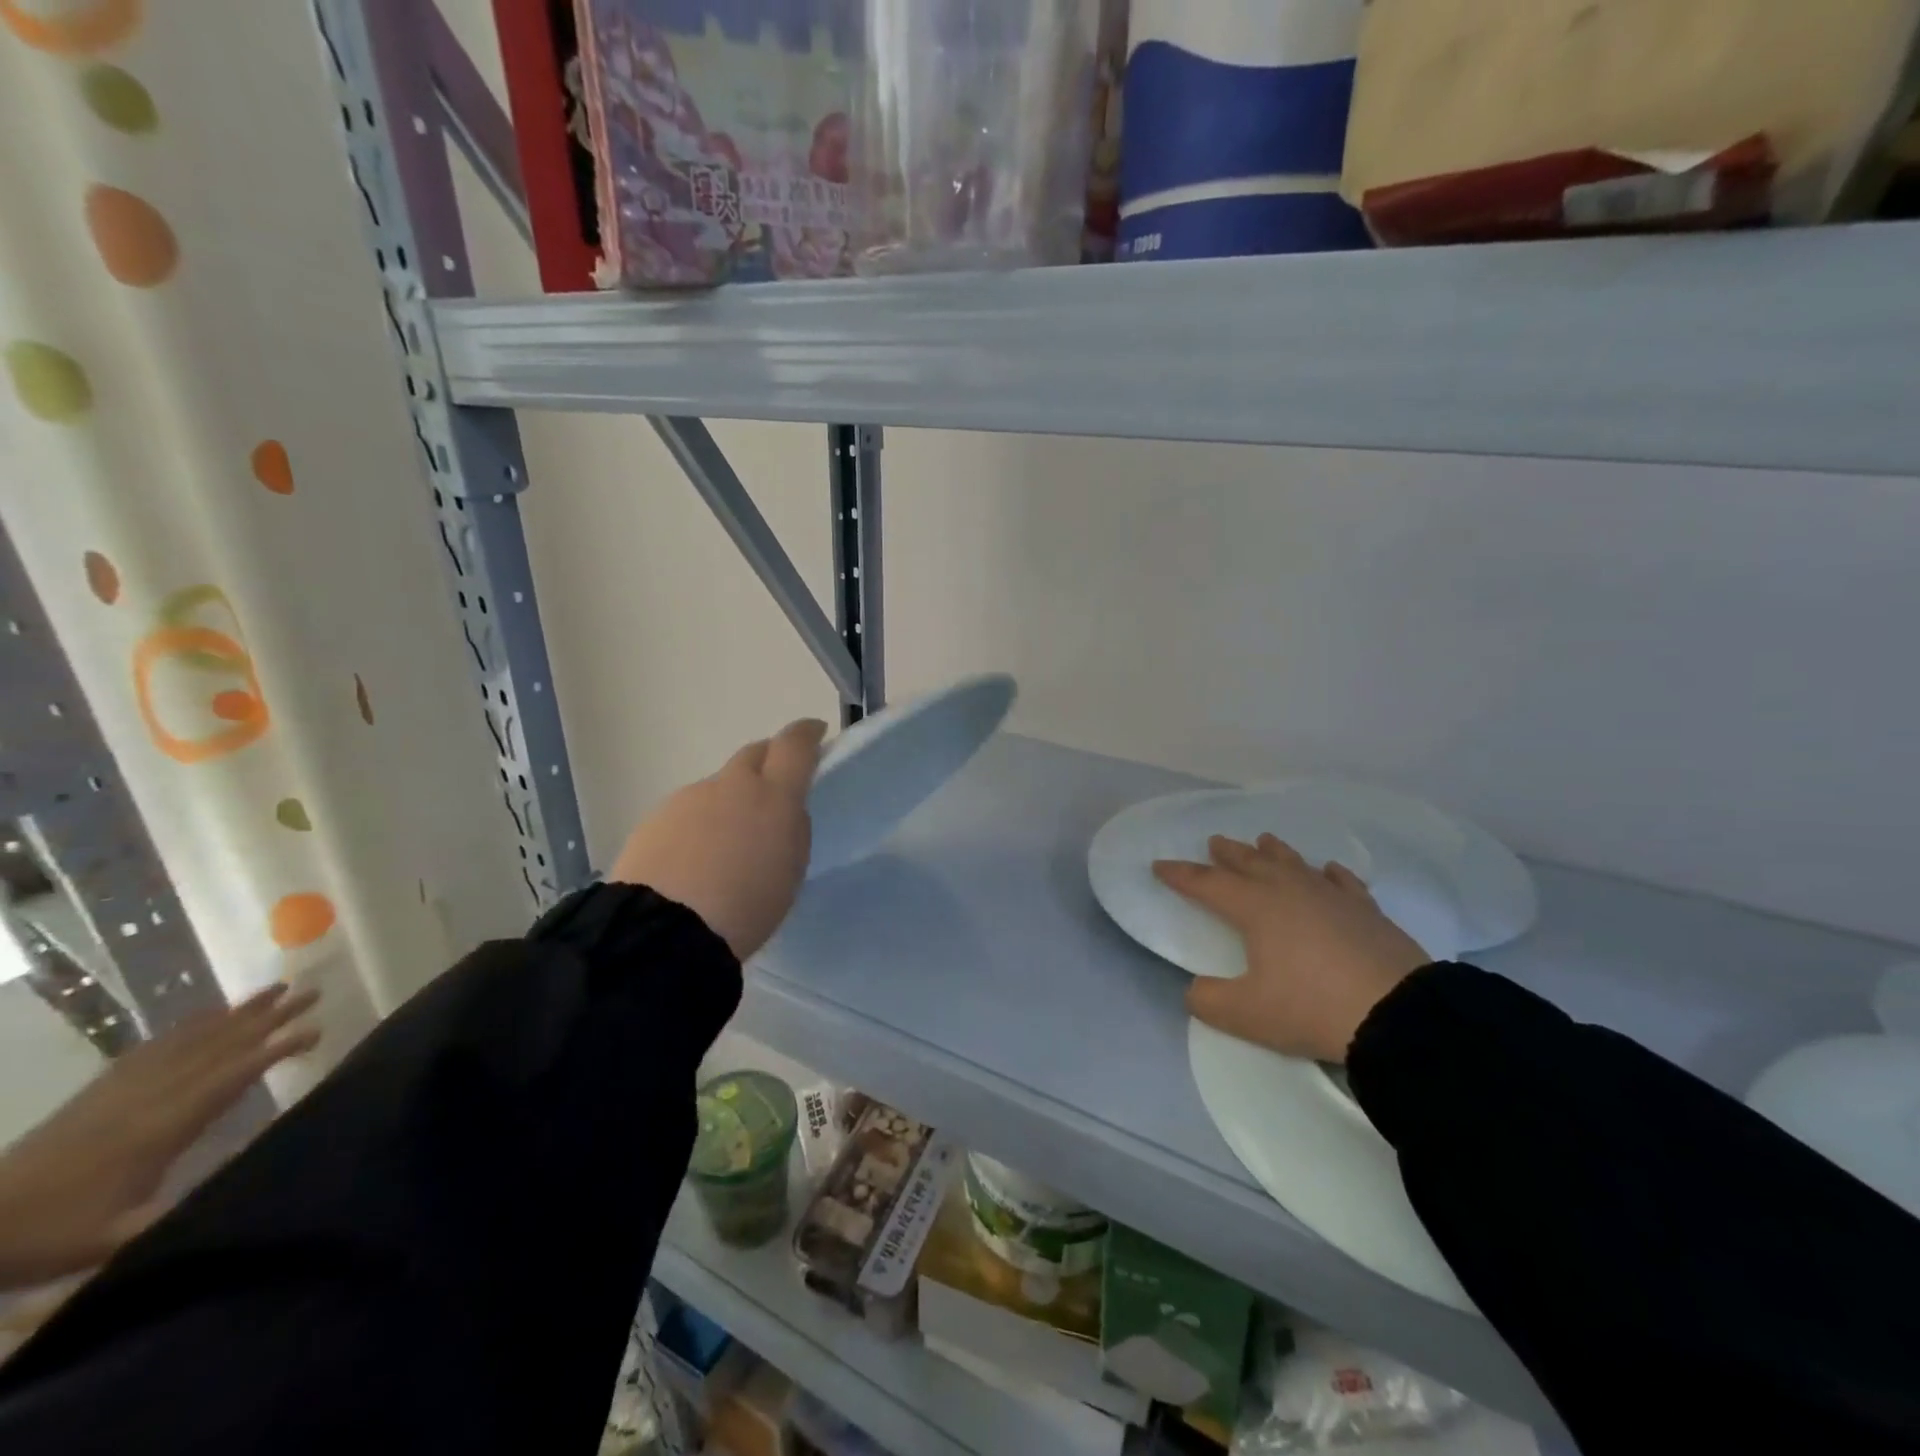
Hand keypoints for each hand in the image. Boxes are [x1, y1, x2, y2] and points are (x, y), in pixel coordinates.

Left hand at [0, 982, 319, 1290]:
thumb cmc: (52, 1233)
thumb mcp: (115, 1238)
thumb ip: (180, 1212)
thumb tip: (249, 1185)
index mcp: (163, 1125)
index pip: (232, 1075)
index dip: (275, 1049)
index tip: (316, 1029)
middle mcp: (151, 1095)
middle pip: (220, 1045)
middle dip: (269, 1016)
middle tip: (312, 991)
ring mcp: (124, 1088)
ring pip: (192, 1039)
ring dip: (237, 1012)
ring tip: (276, 988)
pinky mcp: (101, 1089)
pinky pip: (154, 1047)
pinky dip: (188, 1026)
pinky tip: (207, 1014)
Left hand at [610, 718, 827, 959]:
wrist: (664, 930)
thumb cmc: (746, 906)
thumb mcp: (791, 872)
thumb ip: (793, 831)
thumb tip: (783, 813)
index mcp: (773, 795)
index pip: (795, 745)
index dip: (807, 734)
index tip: (815, 732)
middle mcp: (731, 785)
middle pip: (753, 755)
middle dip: (768, 762)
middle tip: (774, 789)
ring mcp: (689, 798)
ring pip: (719, 787)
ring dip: (730, 801)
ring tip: (728, 844)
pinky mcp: (655, 819)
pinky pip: (689, 811)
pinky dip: (700, 824)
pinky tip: (695, 860)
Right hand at [1154, 835, 1429, 1063]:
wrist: (1397, 1013)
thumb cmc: (1311, 1007)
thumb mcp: (1246, 1014)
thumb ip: (1209, 1001)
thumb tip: (1195, 990)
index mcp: (1255, 907)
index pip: (1207, 884)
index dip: (1180, 874)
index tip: (1159, 865)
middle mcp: (1289, 891)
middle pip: (1251, 863)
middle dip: (1229, 853)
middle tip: (1215, 841)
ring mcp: (1331, 897)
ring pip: (1295, 864)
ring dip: (1274, 852)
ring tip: (1264, 840)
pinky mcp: (1366, 911)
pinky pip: (1342, 882)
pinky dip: (1330, 873)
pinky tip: (1328, 869)